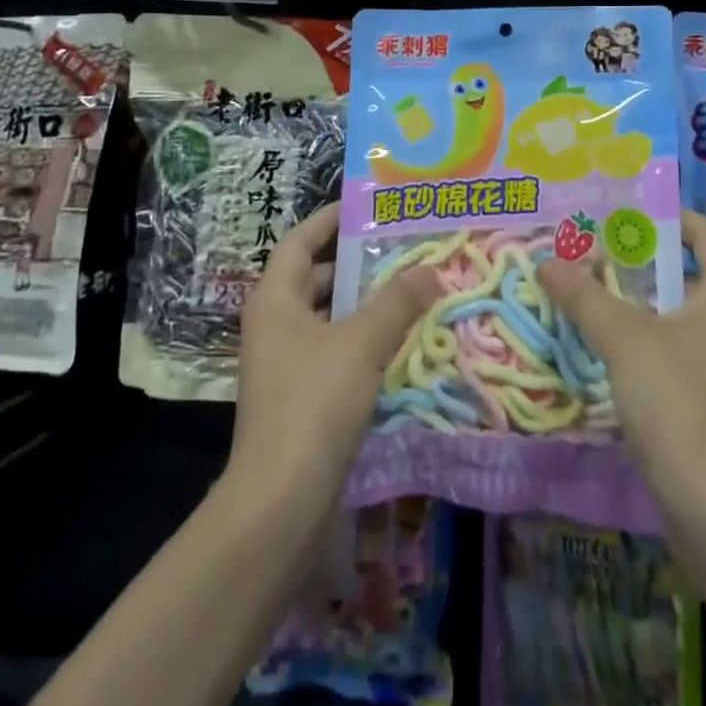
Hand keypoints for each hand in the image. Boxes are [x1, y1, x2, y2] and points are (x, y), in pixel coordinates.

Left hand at [229, 203, 445, 512]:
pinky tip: (400, 342)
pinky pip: (335, 351)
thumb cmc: (314, 402)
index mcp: (275, 299)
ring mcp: (285, 363)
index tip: (365, 206)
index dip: (329, 219)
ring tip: (411, 289)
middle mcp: (274, 324)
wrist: (281, 499)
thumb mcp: (361, 342)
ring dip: (364, 305)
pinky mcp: (300, 397)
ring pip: (328, 318)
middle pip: (314, 278)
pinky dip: (363, 341)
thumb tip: (430, 269)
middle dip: (356, 263)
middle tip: (402, 249)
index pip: (300, 241)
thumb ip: (397, 302)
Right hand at [538, 209, 705, 506]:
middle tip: (589, 255)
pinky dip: (642, 341)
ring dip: (634, 304)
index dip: (665, 218)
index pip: (704, 233)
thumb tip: (546, 262)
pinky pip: (674, 352)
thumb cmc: (680, 401)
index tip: (620, 216)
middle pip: (685, 273)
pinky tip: (604, 348)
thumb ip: (584, 297)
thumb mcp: (624, 339)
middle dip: (636, 262)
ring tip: (586, 296)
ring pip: (676, 316)